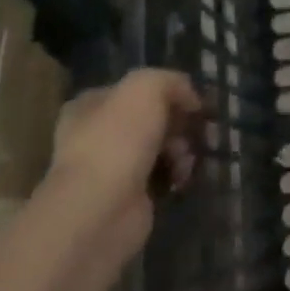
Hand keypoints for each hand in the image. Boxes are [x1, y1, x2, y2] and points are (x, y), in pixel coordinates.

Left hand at [45, 69, 203, 259]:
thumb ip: (170, 81)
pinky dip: (178, 173)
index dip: (167, 91)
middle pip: (152, 119)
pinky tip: (182, 176)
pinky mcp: (129, 197)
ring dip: (182, 148)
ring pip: (161, 147)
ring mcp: (112, 168)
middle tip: (199, 128)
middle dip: (180, 122)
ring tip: (186, 157)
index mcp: (90, 106)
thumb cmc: (118, 139)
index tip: (193, 101)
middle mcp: (97, 135)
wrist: (101, 210)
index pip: (134, 90)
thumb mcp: (146, 87)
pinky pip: (163, 175)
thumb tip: (189, 99)